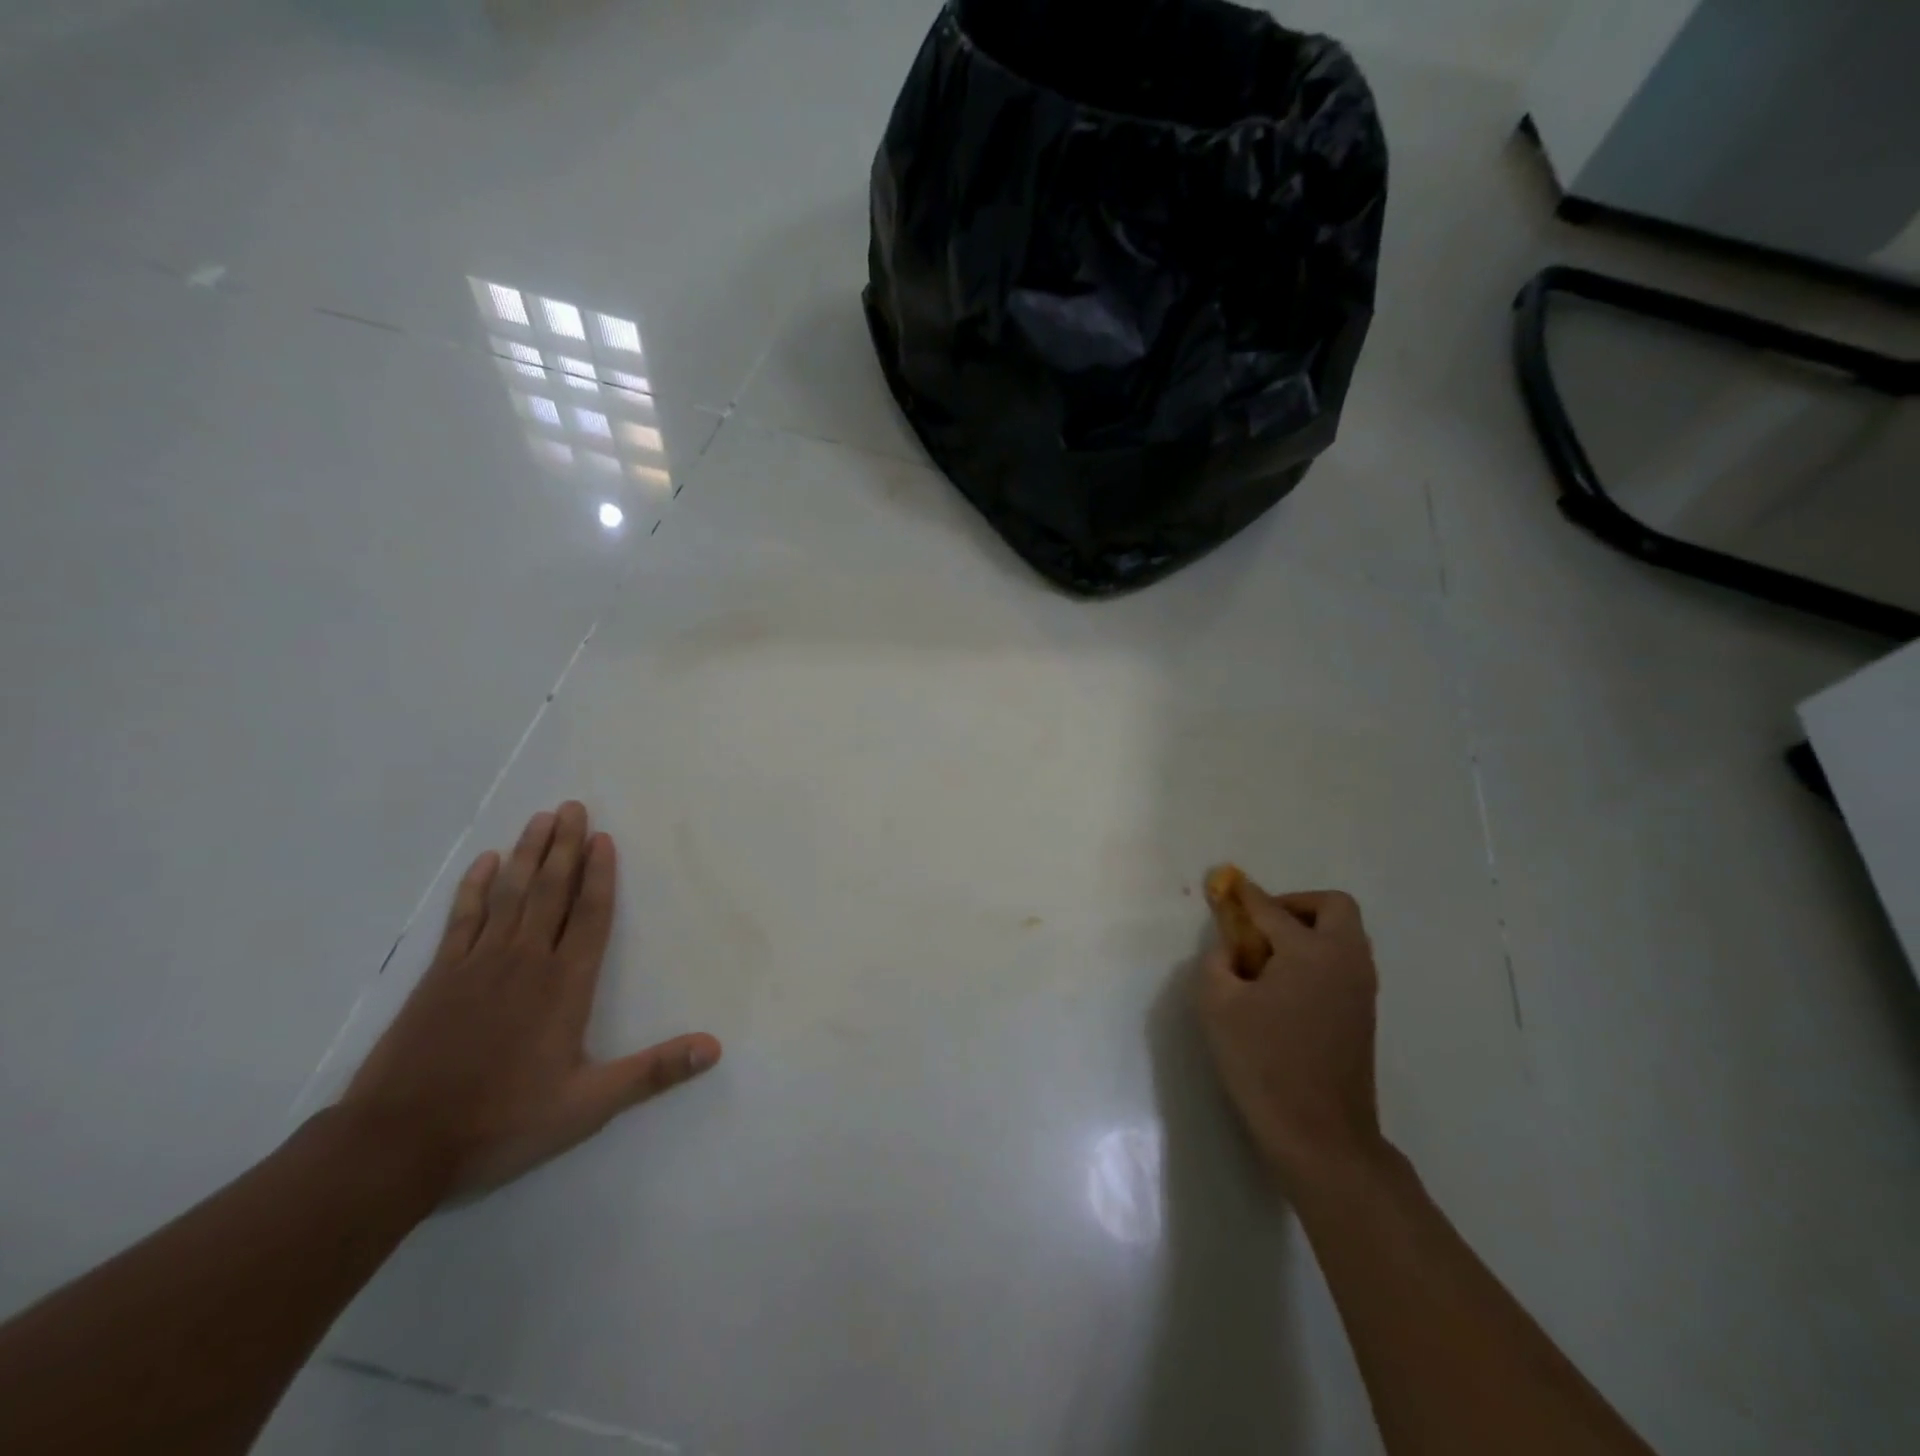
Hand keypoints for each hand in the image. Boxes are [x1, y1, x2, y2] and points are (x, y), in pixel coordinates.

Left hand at [339, 801, 721, 1200]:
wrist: (397, 1145)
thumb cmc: (502, 1122)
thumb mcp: (588, 1106)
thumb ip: (653, 1071)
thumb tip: (714, 1047)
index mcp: (565, 985)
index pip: (591, 915)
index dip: (600, 875)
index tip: (603, 837)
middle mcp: (526, 960)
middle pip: (551, 890)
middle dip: (564, 847)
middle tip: (572, 806)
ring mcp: (479, 963)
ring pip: (510, 894)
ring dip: (527, 853)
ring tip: (540, 819)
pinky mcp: (439, 974)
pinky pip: (463, 917)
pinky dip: (474, 886)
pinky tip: (484, 862)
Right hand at [1195, 880, 1382, 1190]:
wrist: (1320, 1135)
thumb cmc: (1263, 1063)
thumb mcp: (1217, 1005)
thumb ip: (1217, 961)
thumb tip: (1231, 948)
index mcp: (1310, 951)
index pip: (1271, 909)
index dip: (1245, 895)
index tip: (1227, 885)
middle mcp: (1345, 960)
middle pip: (1333, 907)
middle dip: (1295, 905)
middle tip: (1262, 926)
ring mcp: (1361, 988)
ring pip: (1344, 935)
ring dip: (1309, 930)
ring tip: (1268, 958)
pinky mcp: (1364, 1014)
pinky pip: (1344, 962)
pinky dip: (1318, 956)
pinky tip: (1286, 985)